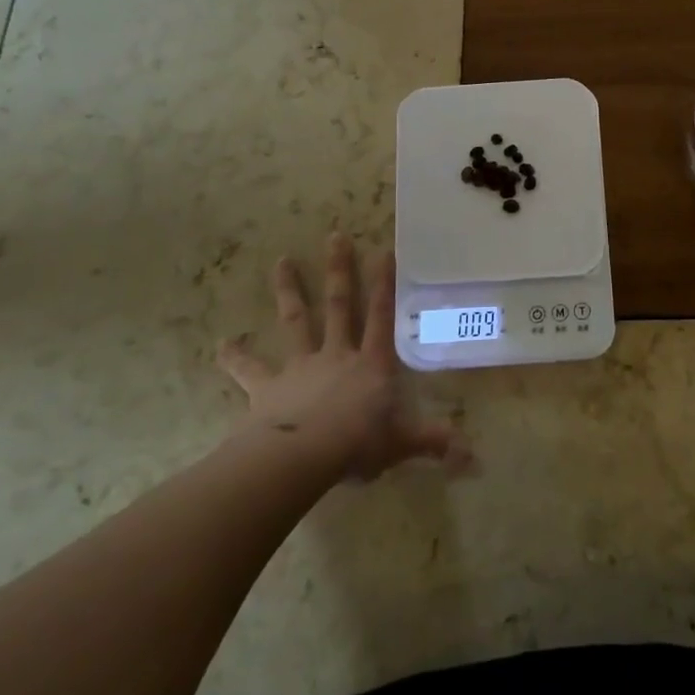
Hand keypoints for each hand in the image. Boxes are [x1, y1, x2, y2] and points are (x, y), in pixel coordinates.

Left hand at [217, 234, 468, 481]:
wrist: (301, 457)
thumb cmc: (357, 444)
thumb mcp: (401, 444)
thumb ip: (433, 443)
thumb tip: (473, 457)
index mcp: (371, 363)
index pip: (382, 315)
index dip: (385, 283)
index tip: (384, 250)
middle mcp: (337, 354)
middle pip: (339, 305)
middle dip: (339, 270)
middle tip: (334, 236)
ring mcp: (301, 366)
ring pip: (296, 321)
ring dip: (289, 291)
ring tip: (282, 261)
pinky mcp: (268, 387)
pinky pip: (250, 370)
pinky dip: (235, 357)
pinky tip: (221, 345)